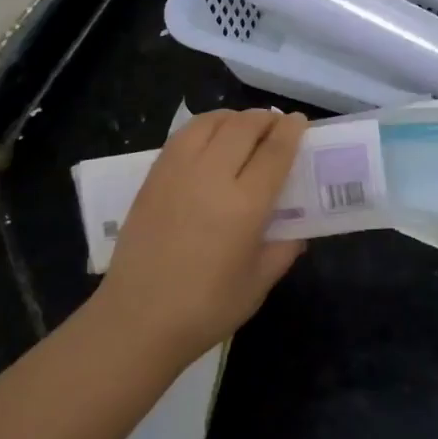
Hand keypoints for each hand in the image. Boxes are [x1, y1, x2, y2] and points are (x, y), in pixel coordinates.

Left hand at [97, 108, 309, 363]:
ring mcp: (177, 172)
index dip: (292, 131)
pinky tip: (210, 139)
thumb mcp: (258, 284)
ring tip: (244, 127)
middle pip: (243, 127)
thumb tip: (296, 230)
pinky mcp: (153, 177)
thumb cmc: (205, 309)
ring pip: (210, 122)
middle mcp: (211, 177)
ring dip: (234, 118)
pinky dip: (204, 126)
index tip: (301, 122)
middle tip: (277, 125)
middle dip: (266, 119)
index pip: (275, 151)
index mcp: (244, 205)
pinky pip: (183, 136)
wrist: (137, 320)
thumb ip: (283, 250)